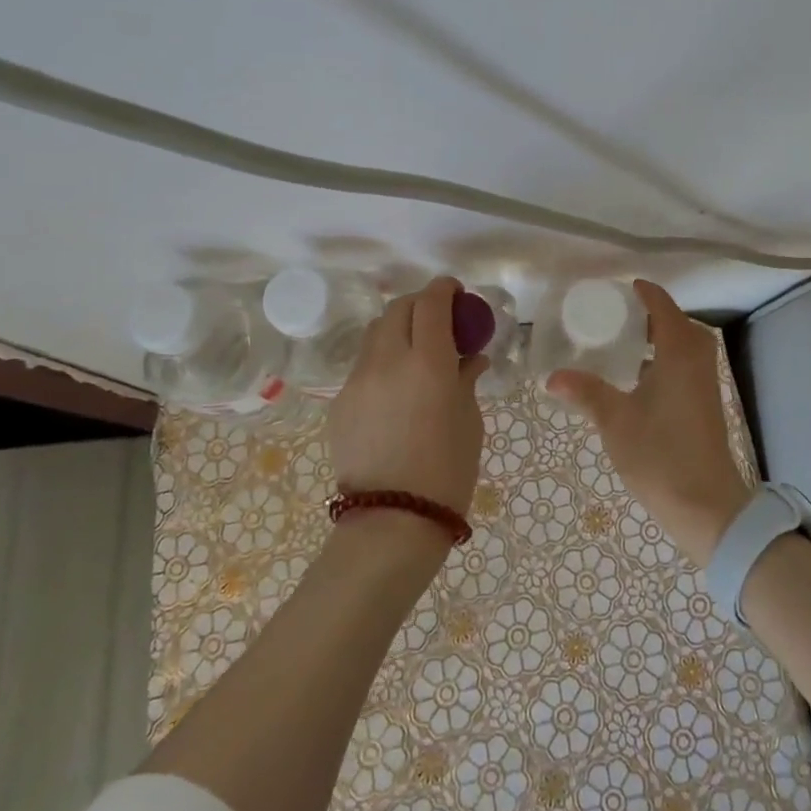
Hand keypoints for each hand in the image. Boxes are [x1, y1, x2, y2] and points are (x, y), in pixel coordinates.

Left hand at [327, 276, 488, 518]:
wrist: (392, 521)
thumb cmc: (447, 471)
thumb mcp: (469, 420)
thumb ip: (467, 379)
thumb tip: (471, 358)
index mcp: (428, 361)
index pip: (431, 303)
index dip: (445, 289)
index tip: (456, 292)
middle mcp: (387, 360)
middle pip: (398, 309)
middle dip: (420, 304)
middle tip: (438, 320)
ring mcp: (357, 380)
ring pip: (375, 334)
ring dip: (398, 329)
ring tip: (415, 351)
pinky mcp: (340, 402)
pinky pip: (363, 366)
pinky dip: (383, 361)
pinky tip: (396, 389)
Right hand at [548, 280, 749, 566]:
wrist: (707, 506)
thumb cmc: (660, 455)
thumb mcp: (615, 421)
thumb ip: (586, 392)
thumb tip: (552, 376)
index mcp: (679, 353)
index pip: (663, 307)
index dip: (644, 293)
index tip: (621, 287)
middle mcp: (698, 361)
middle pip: (678, 323)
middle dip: (650, 315)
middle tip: (616, 316)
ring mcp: (705, 384)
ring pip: (685, 346)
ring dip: (659, 338)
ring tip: (623, 343)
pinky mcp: (706, 404)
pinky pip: (686, 365)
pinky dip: (665, 359)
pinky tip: (639, 379)